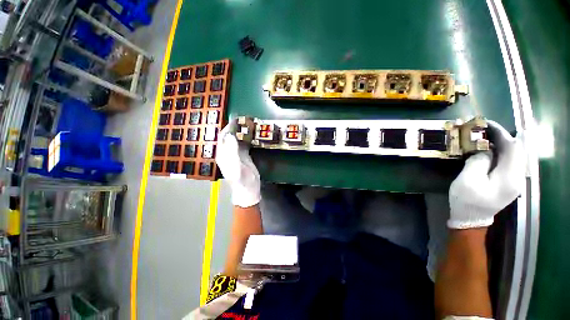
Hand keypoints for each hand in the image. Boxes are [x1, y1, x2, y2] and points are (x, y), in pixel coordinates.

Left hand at [216, 120, 260, 207]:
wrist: (248, 190)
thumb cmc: (242, 180)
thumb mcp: (236, 166)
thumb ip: (232, 152)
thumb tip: (231, 136)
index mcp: (223, 154)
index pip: (223, 137)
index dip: (228, 127)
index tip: (236, 119)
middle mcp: (228, 152)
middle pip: (230, 136)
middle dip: (236, 127)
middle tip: (245, 119)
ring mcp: (237, 153)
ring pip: (238, 139)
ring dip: (242, 131)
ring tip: (250, 124)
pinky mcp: (245, 155)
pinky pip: (245, 144)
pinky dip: (248, 138)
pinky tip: (253, 134)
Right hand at [448, 120, 524, 228]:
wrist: (471, 219)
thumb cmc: (467, 201)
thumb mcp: (468, 180)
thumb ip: (479, 161)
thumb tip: (485, 150)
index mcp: (510, 178)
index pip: (512, 147)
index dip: (500, 132)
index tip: (485, 123)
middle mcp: (518, 177)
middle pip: (517, 150)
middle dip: (503, 136)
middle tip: (485, 128)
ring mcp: (515, 180)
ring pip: (515, 154)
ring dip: (503, 142)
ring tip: (488, 135)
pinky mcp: (509, 182)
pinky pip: (510, 161)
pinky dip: (502, 151)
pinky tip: (492, 149)